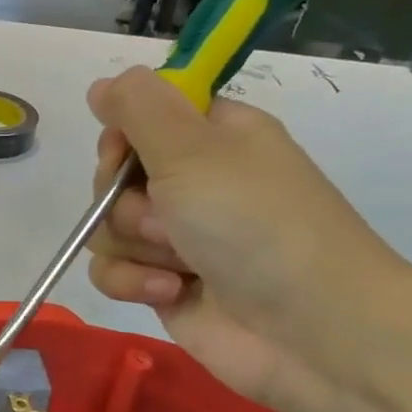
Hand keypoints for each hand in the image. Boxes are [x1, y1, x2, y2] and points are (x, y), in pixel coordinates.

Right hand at [84, 67, 403, 408]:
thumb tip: (102, 83)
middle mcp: (192, 183)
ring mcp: (176, 238)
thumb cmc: (255, 223)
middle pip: (113, 177)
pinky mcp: (163, 285)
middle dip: (126, 202)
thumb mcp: (193, 149)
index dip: (123, 138)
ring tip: (180, 261)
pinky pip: (113, 272)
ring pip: (106, 228)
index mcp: (211, 137)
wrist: (309, 328)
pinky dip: (134, 282)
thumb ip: (139, 107)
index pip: (140, 118)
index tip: (129, 155)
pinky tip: (171, 292)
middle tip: (167, 217)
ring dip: (135, 245)